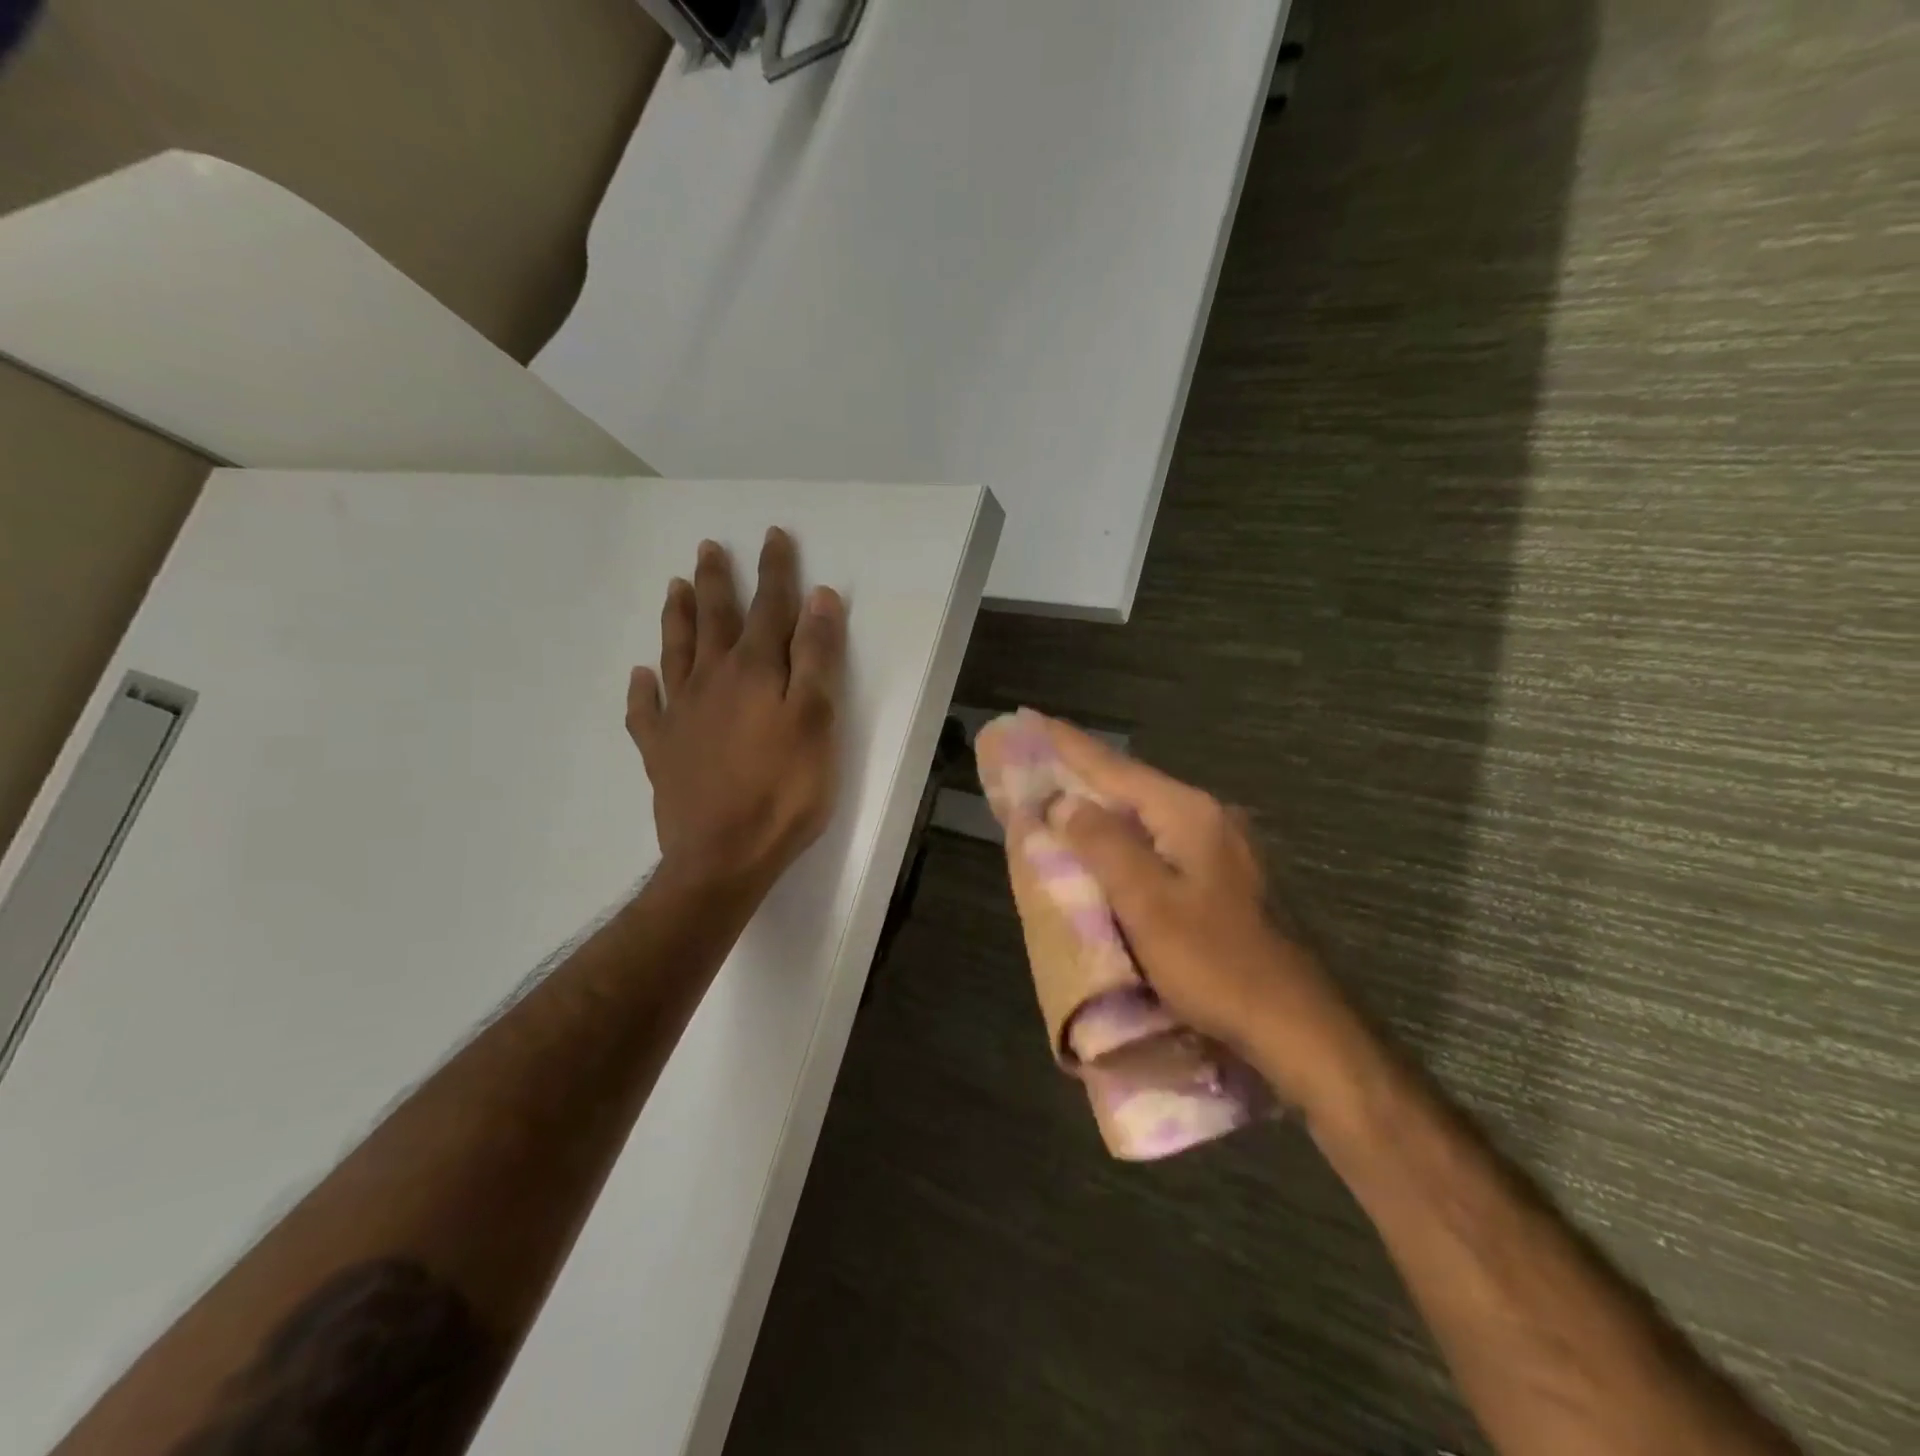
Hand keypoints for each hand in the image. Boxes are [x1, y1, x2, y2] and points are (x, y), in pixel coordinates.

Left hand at [628, 529, 845, 893]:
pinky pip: (644, 711)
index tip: (774, 536)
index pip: (769, 608)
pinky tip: (638, 676)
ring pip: (676, 653)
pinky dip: (641, 690)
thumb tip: (818, 598)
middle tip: (709, 547)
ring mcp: (680, 716)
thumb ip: (816, 658)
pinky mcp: (661, 751)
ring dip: (677, 618)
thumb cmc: (783, 791)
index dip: (775, 571)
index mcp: (754, 671)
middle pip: (714, 620)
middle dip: (718, 581)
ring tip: (675, 587)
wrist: (723, 857)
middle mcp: (711, 681)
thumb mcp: (816, 721)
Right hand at [1030, 716, 1355, 1107]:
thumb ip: (1102, 843)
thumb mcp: (1147, 902)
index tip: (1032, 719)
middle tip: (1040, 764)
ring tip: (1066, 803)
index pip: (1115, 767)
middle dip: (1084, 776)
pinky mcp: (1230, 880)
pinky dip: (1129, 842)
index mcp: (1189, 813)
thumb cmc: (1215, 962)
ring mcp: (1227, 849)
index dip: (1068, 744)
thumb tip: (1064, 801)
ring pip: (1150, 818)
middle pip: (1133, 787)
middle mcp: (1211, 818)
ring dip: (1106, 810)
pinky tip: (1115, 851)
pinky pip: (1165, 845)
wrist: (1299, 1025)